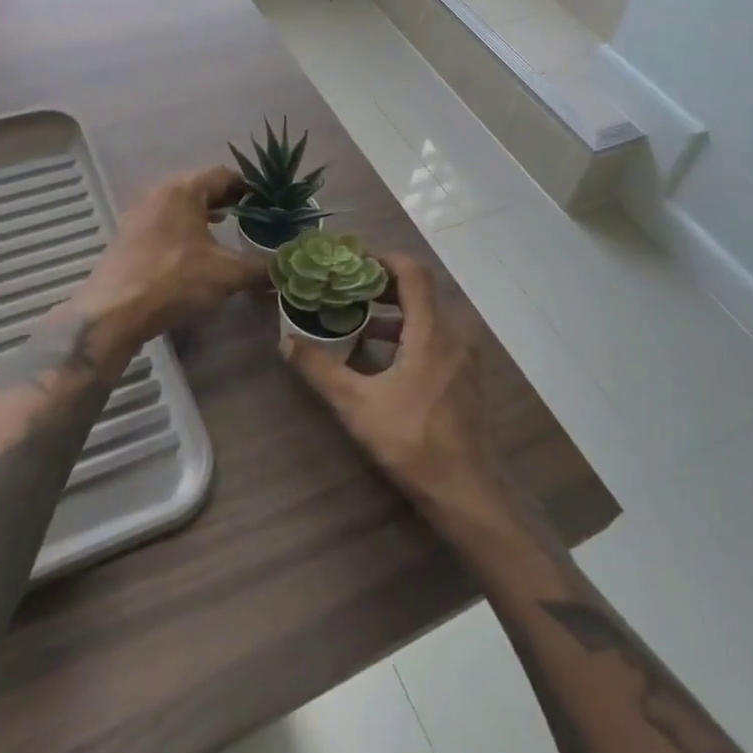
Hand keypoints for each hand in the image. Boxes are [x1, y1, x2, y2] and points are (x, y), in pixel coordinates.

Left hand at [75, 165, 265, 350]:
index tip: (268, 203)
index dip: (250, 187)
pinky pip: (165, 223)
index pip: (224, 174)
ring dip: (204, 216)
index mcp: (183, 189)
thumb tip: (285, 269)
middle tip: (253, 218)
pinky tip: (195, 253)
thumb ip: (261, 268)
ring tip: (227, 234)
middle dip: (228, 201)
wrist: (113, 312)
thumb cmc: (174, 279)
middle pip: (201, 187)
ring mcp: (139, 214)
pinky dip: (185, 230)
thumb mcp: (227, 274)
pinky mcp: (128, 237)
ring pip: (181, 206)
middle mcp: (158, 192)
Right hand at [280, 253, 500, 516]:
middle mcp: (453, 334)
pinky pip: (436, 335)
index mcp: (432, 331)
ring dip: (394, 309)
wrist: (467, 493)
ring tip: (357, 316)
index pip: (413, 272)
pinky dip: (408, 331)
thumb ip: (320, 369)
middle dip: (382, 283)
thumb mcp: (357, 405)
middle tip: (346, 287)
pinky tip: (382, 353)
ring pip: (428, 313)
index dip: (383, 259)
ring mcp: (464, 356)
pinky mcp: (465, 376)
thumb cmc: (412, 442)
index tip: (351, 262)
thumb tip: (285, 340)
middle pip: (419, 289)